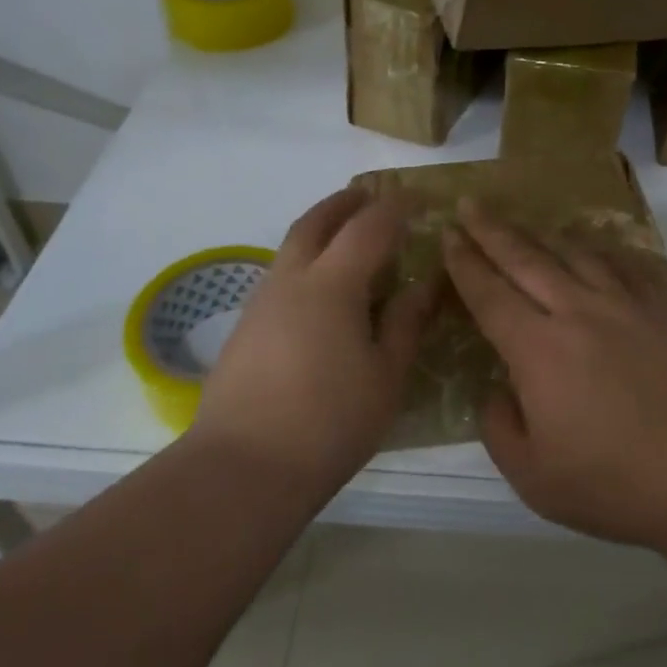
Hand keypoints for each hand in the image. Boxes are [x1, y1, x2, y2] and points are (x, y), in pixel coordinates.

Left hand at [189, 188, 436, 497]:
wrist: (242, 469)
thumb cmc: (329, 421)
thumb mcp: (385, 375)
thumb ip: (405, 322)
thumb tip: (424, 283)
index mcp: (332, 284)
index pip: (369, 227)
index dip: (396, 207)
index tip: (419, 199)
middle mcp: (291, 280)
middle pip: (316, 221)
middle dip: (345, 203)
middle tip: (371, 197)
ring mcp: (261, 302)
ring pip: (293, 247)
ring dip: (321, 230)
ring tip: (349, 241)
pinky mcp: (246, 328)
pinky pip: (282, 276)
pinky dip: (307, 263)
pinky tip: (322, 294)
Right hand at [442, 202, 666, 553]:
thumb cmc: (616, 484)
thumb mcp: (534, 477)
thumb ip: (499, 427)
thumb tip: (496, 389)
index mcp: (539, 349)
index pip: (490, 294)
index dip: (465, 263)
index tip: (448, 235)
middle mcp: (578, 312)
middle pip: (526, 259)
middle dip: (492, 230)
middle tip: (471, 203)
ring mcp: (625, 306)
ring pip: (575, 253)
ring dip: (542, 235)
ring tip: (525, 224)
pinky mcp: (662, 311)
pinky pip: (623, 265)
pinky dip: (599, 251)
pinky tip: (593, 250)